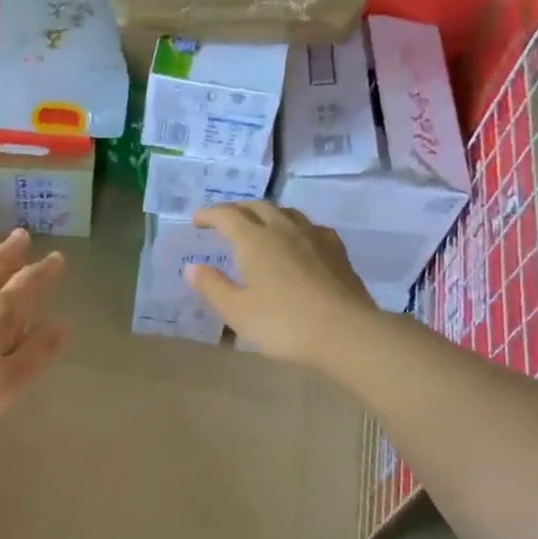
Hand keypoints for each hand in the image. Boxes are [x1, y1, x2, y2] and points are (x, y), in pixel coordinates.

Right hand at [182, 201, 376, 366]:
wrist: (346, 332)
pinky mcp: (336, 251)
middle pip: (257, 207)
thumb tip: (191, 267)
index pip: (227, 216)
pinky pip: (310, 227)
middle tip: (223, 220)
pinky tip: (297, 241)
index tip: (197, 220)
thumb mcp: (237, 312)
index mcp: (255, 241)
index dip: (210, 215)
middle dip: (236, 210)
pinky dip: (293, 227)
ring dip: (266, 214)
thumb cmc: (283, 324)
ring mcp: (314, 237)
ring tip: (258, 226)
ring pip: (286, 212)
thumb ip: (212, 287)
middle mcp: (284, 229)